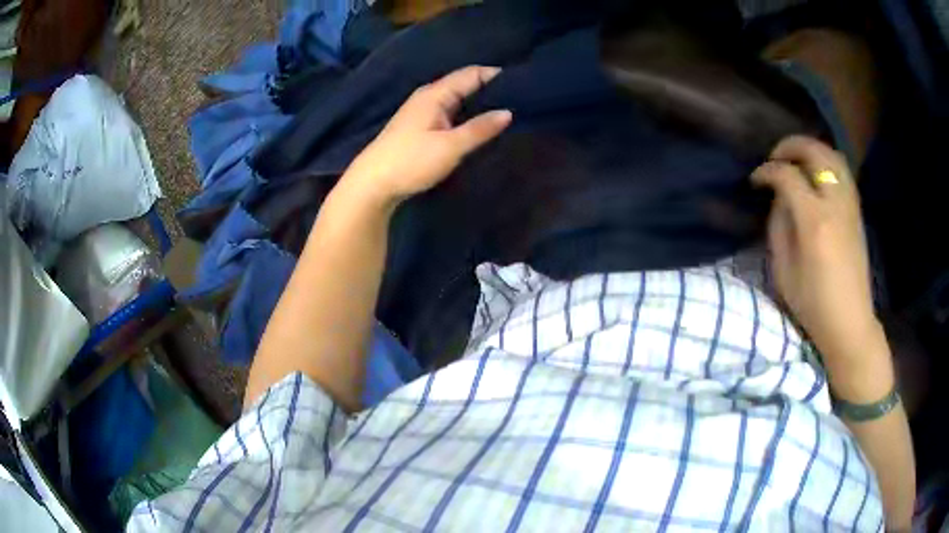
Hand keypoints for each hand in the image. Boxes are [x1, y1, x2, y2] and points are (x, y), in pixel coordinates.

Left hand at [340, 65, 512, 207]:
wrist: (372, 184)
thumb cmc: (411, 161)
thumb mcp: (450, 146)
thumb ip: (480, 129)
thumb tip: (508, 112)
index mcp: (435, 94)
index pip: (472, 74)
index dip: (497, 76)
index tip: (523, 85)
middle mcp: (429, 96)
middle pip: (465, 84)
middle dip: (491, 89)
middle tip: (521, 100)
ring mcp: (423, 112)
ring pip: (458, 100)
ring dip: (479, 104)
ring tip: (507, 111)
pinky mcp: (420, 127)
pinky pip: (451, 113)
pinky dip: (467, 115)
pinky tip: (480, 126)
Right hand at [752, 136, 878, 358]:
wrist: (850, 323)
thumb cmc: (813, 305)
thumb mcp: (784, 271)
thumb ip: (778, 227)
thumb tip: (778, 199)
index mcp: (814, 221)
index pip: (787, 176)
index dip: (767, 171)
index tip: (755, 179)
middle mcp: (835, 204)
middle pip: (815, 152)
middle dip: (790, 146)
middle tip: (775, 157)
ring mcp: (849, 206)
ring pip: (833, 156)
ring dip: (812, 150)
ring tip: (796, 160)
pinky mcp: (856, 212)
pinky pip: (843, 172)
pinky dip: (827, 163)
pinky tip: (817, 175)